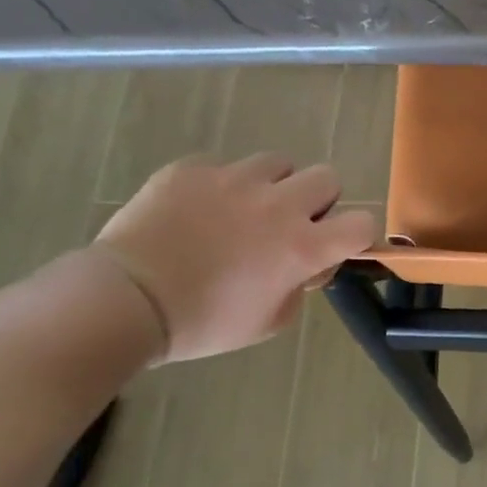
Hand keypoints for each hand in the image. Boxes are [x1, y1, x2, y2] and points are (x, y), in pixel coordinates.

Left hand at [93, 153, 375, 362]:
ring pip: (278, 162)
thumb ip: (300, 286)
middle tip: (290, 224)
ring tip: (243, 209)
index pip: (362, 223)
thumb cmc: (203, 323)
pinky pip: (221, 166)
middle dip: (317, 200)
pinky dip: (218, 185)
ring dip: (272, 185)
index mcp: (302, 246)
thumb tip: (305, 265)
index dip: (355, 234)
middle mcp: (278, 205)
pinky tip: (196, 211)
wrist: (124, 302)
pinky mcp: (191, 169)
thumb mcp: (269, 322)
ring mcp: (233, 180)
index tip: (334, 246)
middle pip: (327, 177)